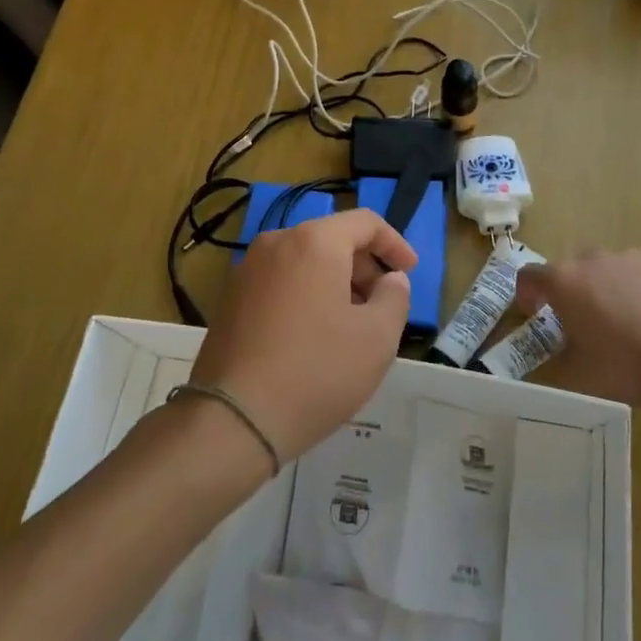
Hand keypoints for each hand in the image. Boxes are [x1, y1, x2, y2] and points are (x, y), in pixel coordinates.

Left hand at [192, 209, 416, 460]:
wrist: (234, 418)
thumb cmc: (316, 371)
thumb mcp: (377, 338)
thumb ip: (395, 298)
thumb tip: (392, 280)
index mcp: (314, 241)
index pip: (364, 222)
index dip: (394, 244)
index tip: (410, 272)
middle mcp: (276, 243)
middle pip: (332, 239)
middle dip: (364, 267)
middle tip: (382, 306)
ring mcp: (247, 270)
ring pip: (304, 262)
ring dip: (335, 283)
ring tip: (351, 326)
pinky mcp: (230, 298)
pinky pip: (280, 282)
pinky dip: (306, 295)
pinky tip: (314, 337)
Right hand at [515, 248, 640, 413]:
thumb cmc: (627, 369)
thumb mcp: (576, 376)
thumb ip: (551, 360)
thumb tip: (546, 355)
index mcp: (564, 282)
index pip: (530, 275)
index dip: (527, 293)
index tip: (535, 313)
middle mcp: (592, 259)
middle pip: (570, 269)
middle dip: (570, 291)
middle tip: (583, 323)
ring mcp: (630, 256)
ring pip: (606, 267)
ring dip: (604, 287)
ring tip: (624, 321)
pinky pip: (637, 270)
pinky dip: (636, 286)